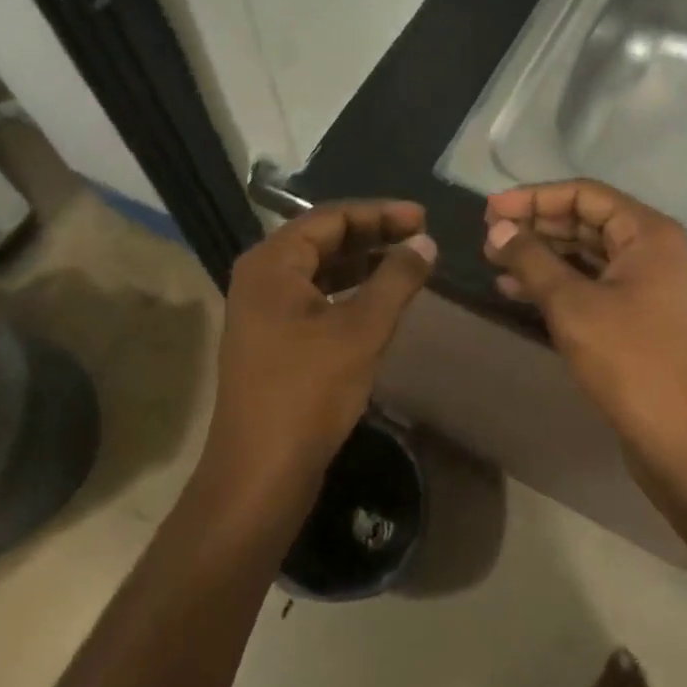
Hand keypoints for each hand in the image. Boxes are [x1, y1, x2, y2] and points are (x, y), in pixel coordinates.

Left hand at [205, 201, 436, 496]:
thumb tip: (426, 243)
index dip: (380, 213)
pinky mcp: (272, 338)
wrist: (260, 473)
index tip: (423, 217)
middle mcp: (261, 277)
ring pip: (320, 270)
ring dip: (363, 263)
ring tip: (407, 262)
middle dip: (373, 235)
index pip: (330, 218)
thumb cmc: (308, 392)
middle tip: (420, 236)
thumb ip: (396, 279)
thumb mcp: (361, 330)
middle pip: (323, 240)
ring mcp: (263, 310)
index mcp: (271, 263)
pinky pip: (315, 297)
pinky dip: (349, 291)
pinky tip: (380, 299)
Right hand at [483, 180, 686, 461]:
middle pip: (585, 221)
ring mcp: (647, 284)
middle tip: (488, 236)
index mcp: (647, 233)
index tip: (490, 210)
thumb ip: (531, 259)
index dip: (533, 198)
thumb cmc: (629, 361)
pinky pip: (591, 284)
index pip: (584, 195)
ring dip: (541, 256)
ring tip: (494, 262)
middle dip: (535, 226)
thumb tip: (497, 228)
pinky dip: (556, 283)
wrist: (681, 440)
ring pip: (585, 255)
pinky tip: (515, 291)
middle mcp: (652, 250)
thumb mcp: (571, 304)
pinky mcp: (637, 315)